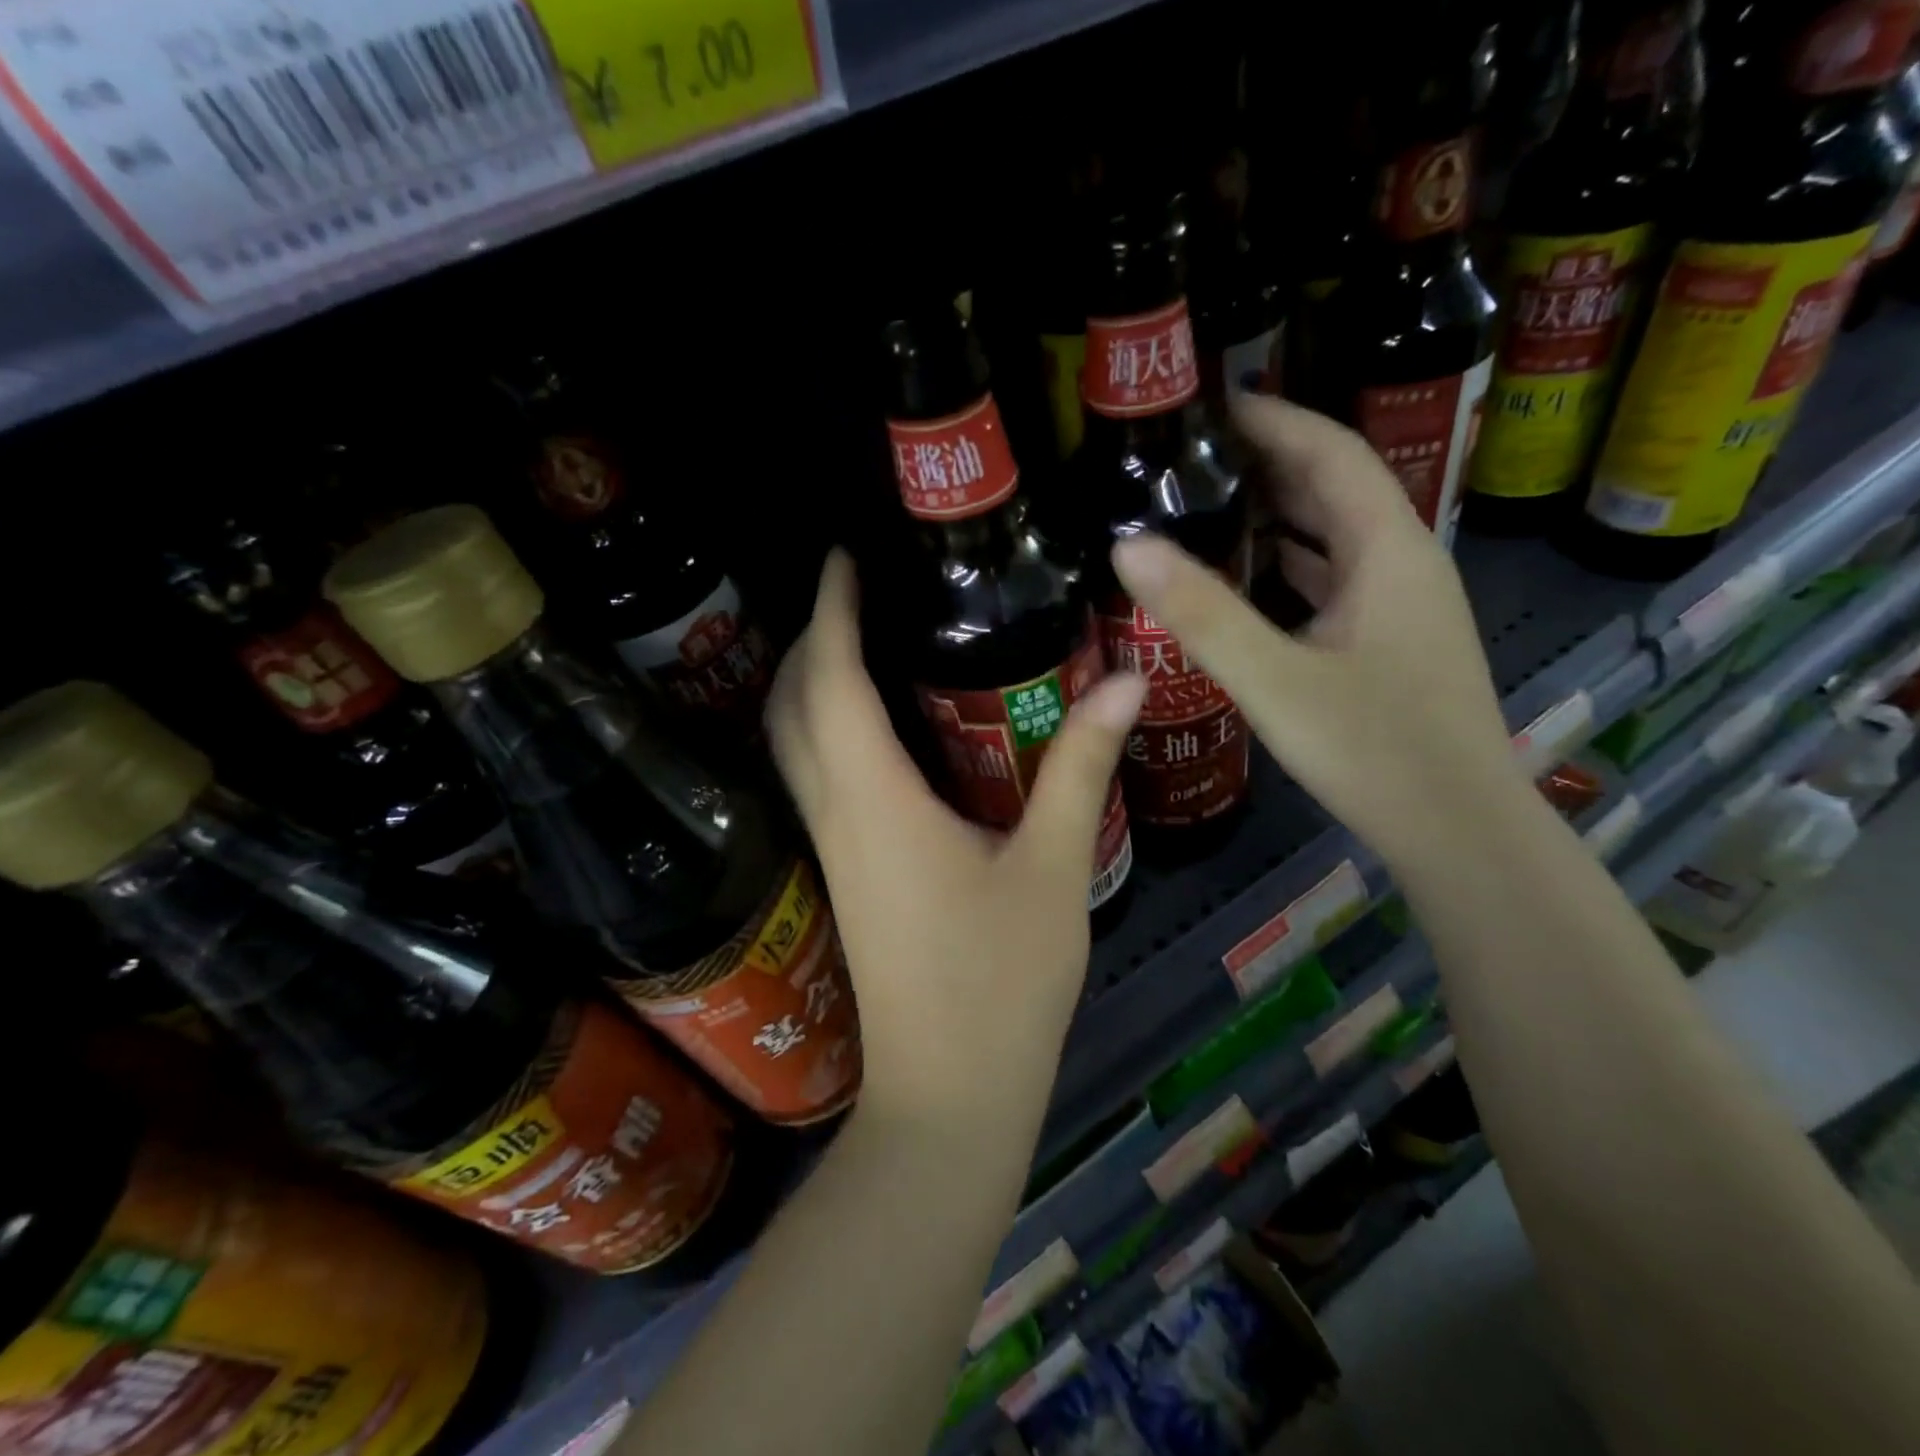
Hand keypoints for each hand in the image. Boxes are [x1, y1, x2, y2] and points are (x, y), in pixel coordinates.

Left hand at [767, 549, 1146, 1124]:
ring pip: (794, 743)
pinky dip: (827, 729)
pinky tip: (878, 726)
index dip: (832, 610)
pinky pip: (816, 777)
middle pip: (791, 704)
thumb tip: (1122, 682)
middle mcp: (835, 813)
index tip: (844, 556)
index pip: (831, 679)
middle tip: (860, 591)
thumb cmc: (1002, 983)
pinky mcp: (844, 872)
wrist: (948, 1096)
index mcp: (875, 800)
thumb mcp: (1054, 868)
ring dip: (810, 683)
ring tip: (864, 638)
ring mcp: (831, 847)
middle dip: (812, 637)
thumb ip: (1081, 767)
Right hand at [1113, 395, 1531, 871]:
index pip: (1331, 451)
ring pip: (1335, 536)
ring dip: (1279, 512)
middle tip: (1191, 456)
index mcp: (1388, 550)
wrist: (1458, 832)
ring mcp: (1401, 605)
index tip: (1207, 405)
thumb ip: (1201, 613)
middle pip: (1336, 487)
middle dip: (1268, 460)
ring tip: (1208, 503)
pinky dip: (1290, 564)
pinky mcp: (1389, 641)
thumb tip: (1127, 544)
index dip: (1273, 418)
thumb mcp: (1275, 680)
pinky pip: (1335, 579)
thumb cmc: (1374, 751)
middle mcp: (1403, 562)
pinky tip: (1248, 577)